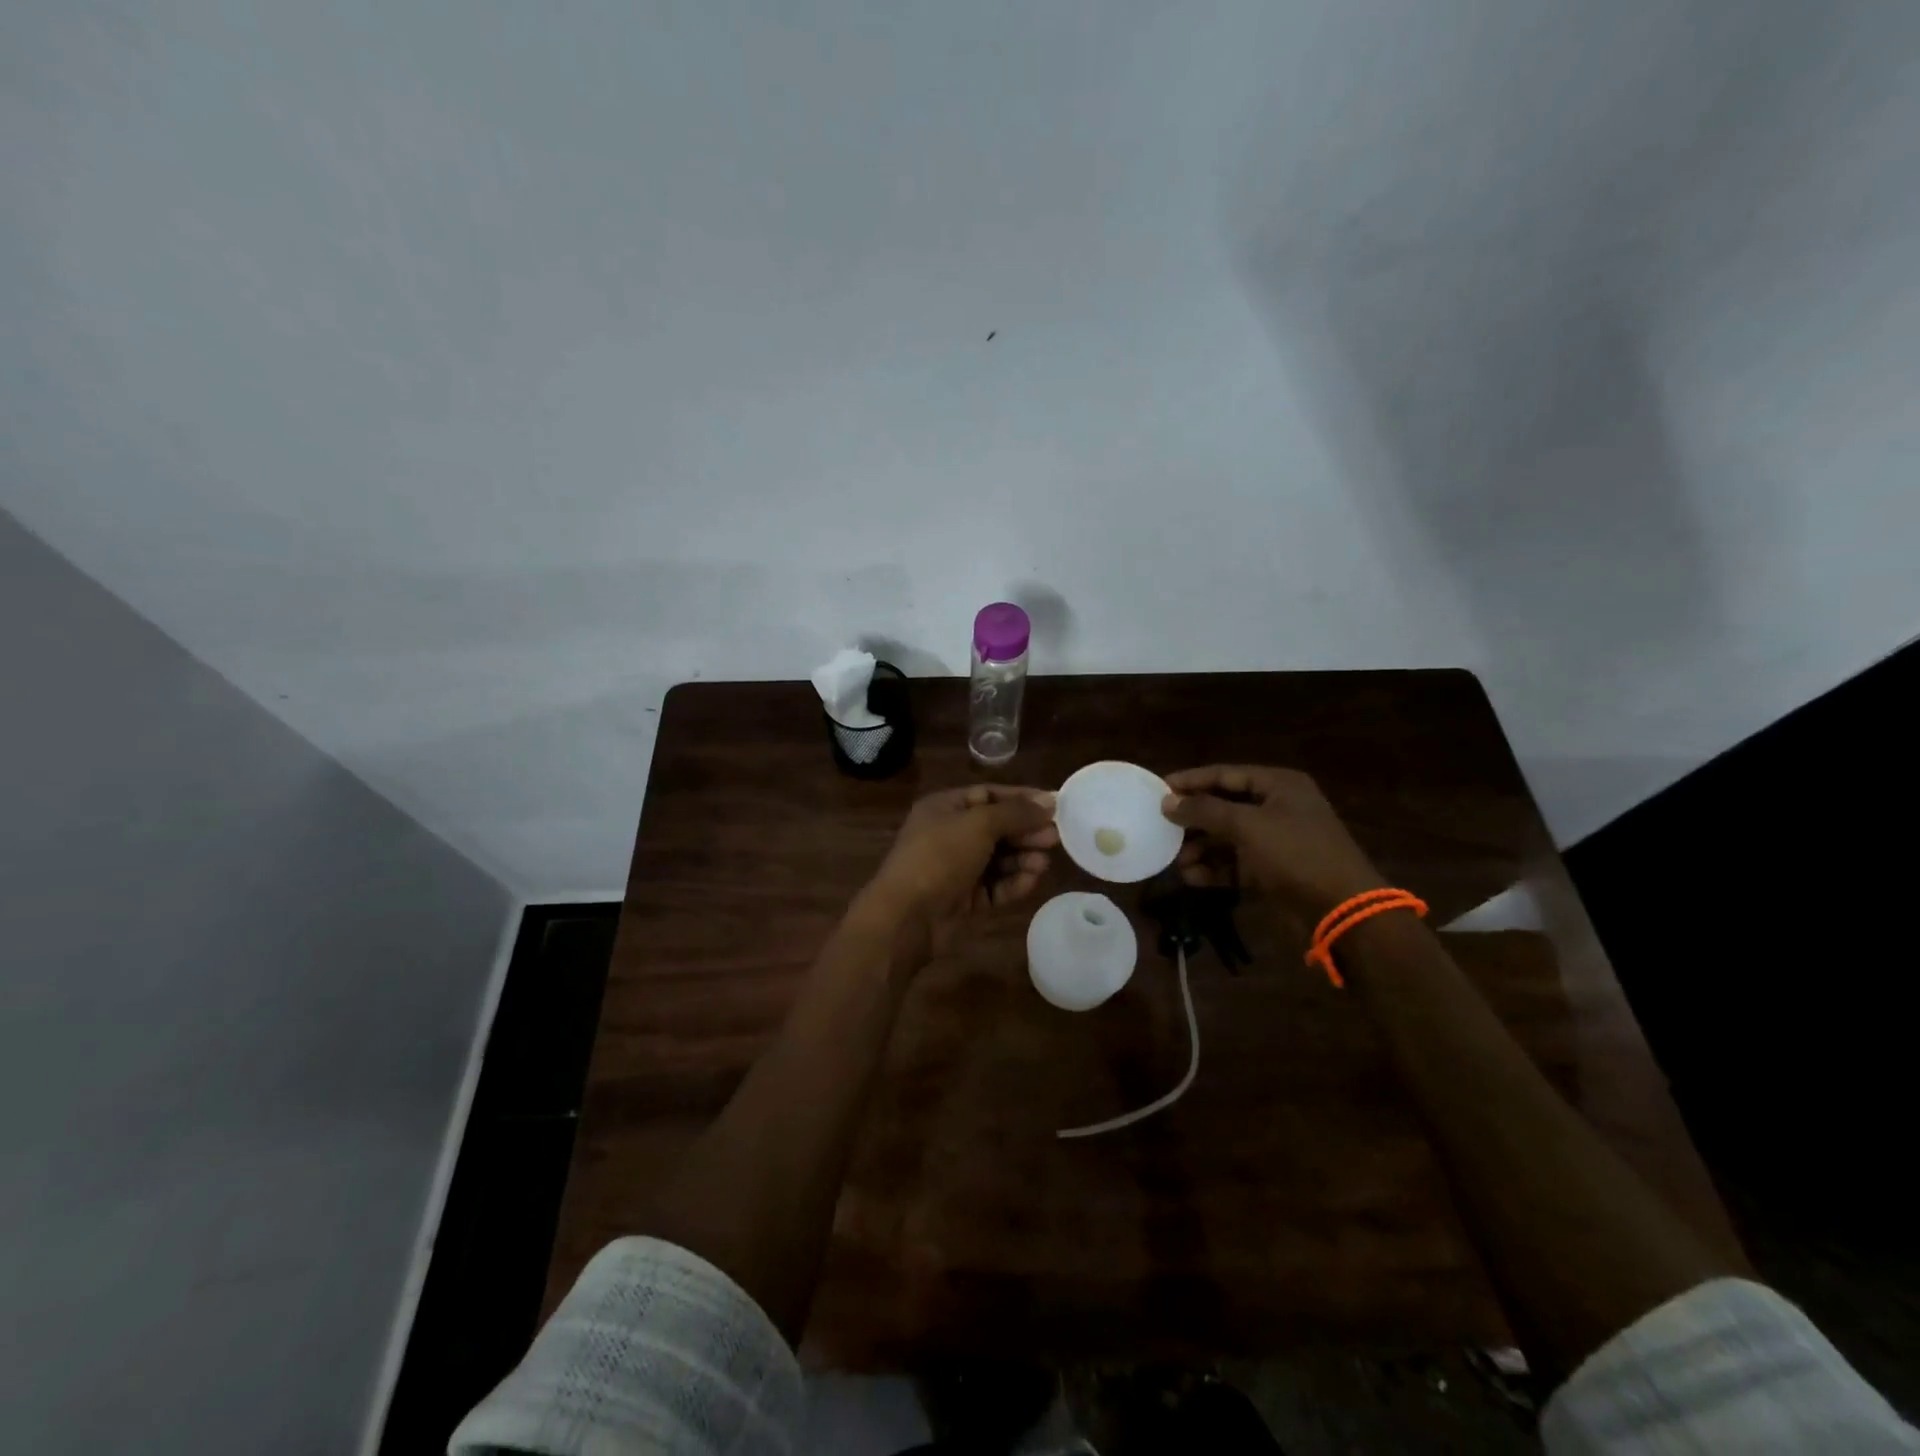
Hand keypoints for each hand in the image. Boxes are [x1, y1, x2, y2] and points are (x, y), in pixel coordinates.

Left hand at [860, 785, 1058, 957]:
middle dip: (1026, 831)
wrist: (908, 915)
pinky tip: (1031, 880)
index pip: (989, 795)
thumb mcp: (979, 824)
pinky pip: (995, 886)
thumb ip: (1016, 813)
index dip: (1021, 799)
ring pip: (999, 858)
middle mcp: (951, 834)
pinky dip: (1013, 882)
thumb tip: (1050, 802)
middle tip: (1055, 838)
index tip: (1054, 805)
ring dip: (1023, 858)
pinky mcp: (965, 899)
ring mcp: (958, 868)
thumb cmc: (940, 856)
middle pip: (997, 827)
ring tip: (1043, 862)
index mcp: (945, 808)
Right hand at [1161, 765, 1385, 919]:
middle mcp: (1277, 808)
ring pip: (1227, 838)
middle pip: (1224, 807)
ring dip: (1201, 849)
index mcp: (1278, 786)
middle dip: (1194, 821)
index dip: (1191, 780)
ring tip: (1177, 861)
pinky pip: (1236, 863)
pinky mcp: (1272, 870)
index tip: (1158, 788)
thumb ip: (1204, 811)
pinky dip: (1215, 869)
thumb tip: (1167, 801)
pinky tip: (1193, 878)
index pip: (1225, 775)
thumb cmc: (1296, 854)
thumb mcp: (1247, 826)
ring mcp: (1276, 841)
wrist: (1341, 909)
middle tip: (1162, 828)